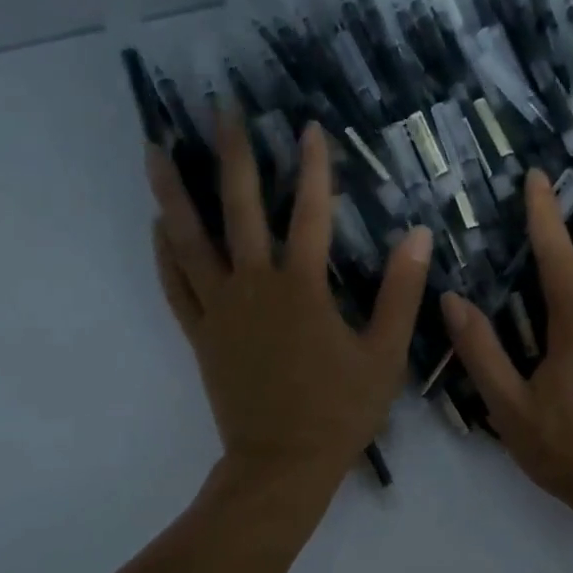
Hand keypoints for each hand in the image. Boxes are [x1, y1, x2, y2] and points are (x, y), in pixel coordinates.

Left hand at [148, 109, 431, 489]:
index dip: (313, 168)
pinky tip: (157, 224)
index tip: (309, 127)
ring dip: (173, 192)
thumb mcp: (385, 356)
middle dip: (232, 154)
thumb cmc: (340, 412)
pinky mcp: (200, 335)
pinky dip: (164, 253)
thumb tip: (418, 235)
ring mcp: (220, 311)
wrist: (283, 464)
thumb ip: (401, 294)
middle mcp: (254, 288)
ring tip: (155, 149)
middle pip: (238, 209)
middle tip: (221, 108)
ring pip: (190, 240)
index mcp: (302, 289)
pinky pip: (176, 286)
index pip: (309, 214)